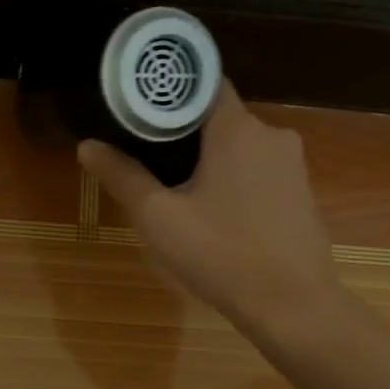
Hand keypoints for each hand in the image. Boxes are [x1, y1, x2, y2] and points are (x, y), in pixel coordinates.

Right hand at [79, 85, 341, 334]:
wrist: (292, 305)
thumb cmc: (221, 255)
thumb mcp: (159, 218)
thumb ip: (122, 177)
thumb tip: (87, 145)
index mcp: (237, 129)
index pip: (203, 83)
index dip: (170, 93)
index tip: (141, 111)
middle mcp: (272, 135)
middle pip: (219, 118)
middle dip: (185, 134)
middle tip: (149, 160)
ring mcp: (293, 165)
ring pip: (240, 147)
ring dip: (211, 161)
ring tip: (178, 192)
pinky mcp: (302, 193)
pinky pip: (259, 172)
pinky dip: (235, 181)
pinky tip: (217, 215)